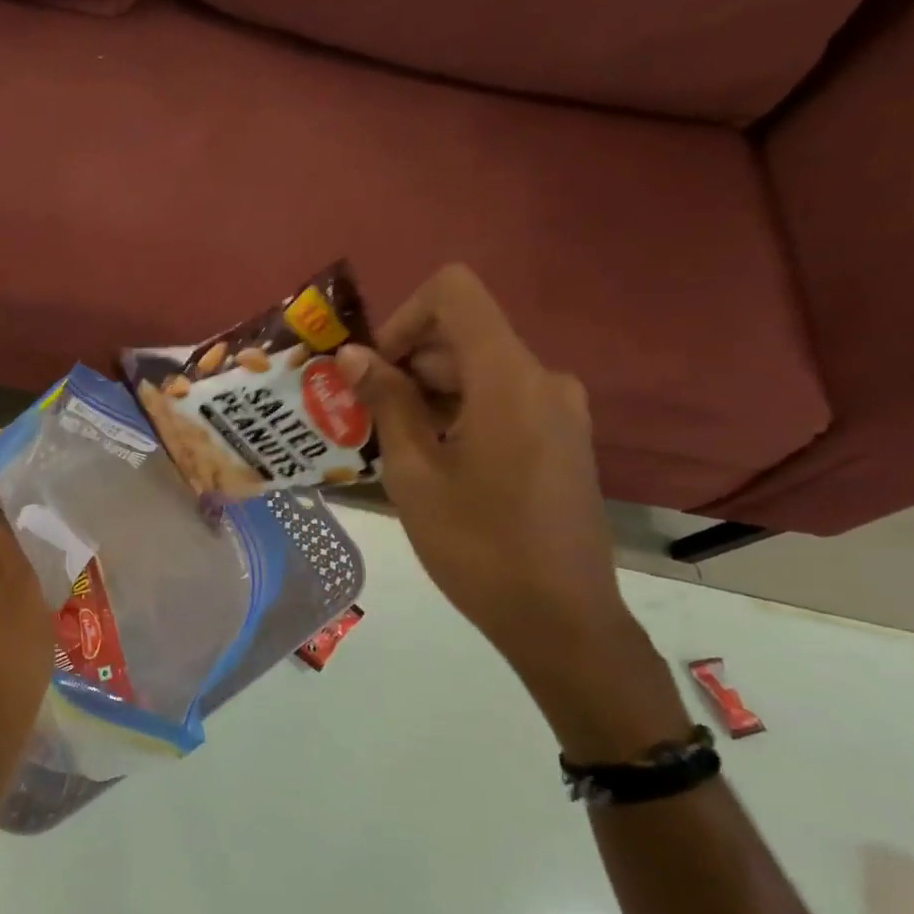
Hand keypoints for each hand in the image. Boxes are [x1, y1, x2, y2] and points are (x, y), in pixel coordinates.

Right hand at [340, 266, 688, 759]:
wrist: (562, 620)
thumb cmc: (478, 547)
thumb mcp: (415, 474)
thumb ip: (386, 402)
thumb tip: (351, 355)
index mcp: (509, 378)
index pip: (454, 293)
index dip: (403, 317)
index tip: (375, 370)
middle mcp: (543, 378)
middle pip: (462, 335)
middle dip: (407, 363)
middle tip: (365, 417)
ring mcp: (559, 408)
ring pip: (479, 369)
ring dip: (429, 392)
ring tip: (394, 446)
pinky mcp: (562, 436)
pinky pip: (502, 398)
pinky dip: (459, 411)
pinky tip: (434, 460)